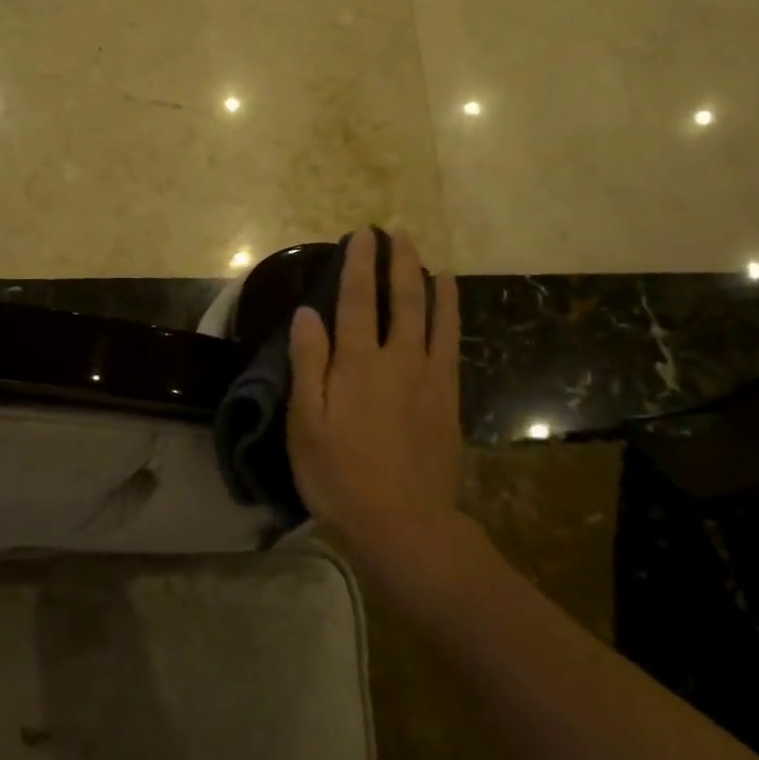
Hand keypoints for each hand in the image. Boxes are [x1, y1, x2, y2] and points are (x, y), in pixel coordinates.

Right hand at [286, 229, 464, 559]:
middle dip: (400, 263)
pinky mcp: (448, 400)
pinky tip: (450, 309)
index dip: (359, 264)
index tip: (363, 235)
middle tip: (399, 234)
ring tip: (431, 260)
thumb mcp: (306, 423)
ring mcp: (430, 379)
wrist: (403, 525)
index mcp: (358, 364)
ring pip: (436, 318)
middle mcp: (398, 360)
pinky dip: (452, 318)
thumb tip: (308, 313)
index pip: (358, 300)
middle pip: (404, 300)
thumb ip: (308, 364)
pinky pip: (452, 346)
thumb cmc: (340, 475)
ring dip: (432, 284)